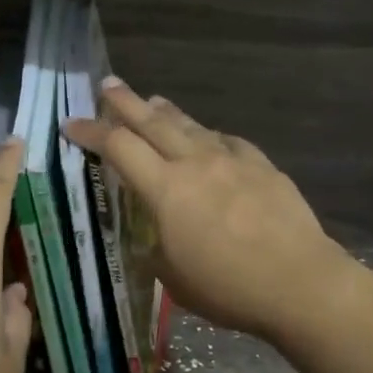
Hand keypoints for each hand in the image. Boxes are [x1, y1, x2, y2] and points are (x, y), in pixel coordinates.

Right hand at [64, 80, 353, 344]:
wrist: (300, 282)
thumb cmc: (229, 288)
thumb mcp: (174, 278)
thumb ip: (156, 248)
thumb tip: (153, 236)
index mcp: (166, 190)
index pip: (118, 148)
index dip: (91, 132)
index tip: (71, 124)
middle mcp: (195, 163)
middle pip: (152, 121)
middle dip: (125, 102)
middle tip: (107, 84)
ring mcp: (232, 159)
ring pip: (191, 125)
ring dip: (166, 112)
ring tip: (152, 101)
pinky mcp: (261, 164)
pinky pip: (227, 141)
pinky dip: (209, 136)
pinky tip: (209, 138)